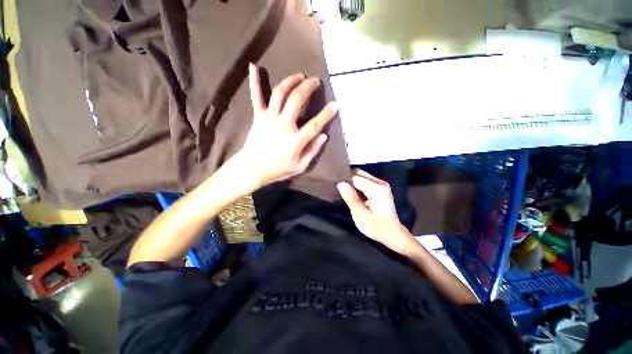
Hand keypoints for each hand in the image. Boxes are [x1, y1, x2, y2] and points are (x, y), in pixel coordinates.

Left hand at [235, 63, 337, 188]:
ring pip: (280, 93)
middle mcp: (283, 124)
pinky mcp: (258, 116)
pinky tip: (253, 66)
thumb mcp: (300, 166)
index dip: (327, 113)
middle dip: (308, 87)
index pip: (315, 124)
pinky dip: (255, 82)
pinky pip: (256, 97)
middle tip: (315, 80)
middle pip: (297, 100)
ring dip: (290, 81)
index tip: (335, 104)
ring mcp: (269, 118)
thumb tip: (324, 135)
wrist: (252, 168)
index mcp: (295, 139)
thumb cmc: (278, 169)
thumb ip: (313, 151)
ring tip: (299, 76)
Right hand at [337, 169, 415, 255]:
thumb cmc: (377, 227)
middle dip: (348, 180)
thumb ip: (351, 199)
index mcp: (377, 189)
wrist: (392, 233)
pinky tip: (352, 192)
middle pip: (359, 173)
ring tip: (345, 192)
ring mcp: (380, 183)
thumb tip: (341, 184)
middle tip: (340, 191)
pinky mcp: (379, 186)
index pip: (356, 177)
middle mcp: (380, 182)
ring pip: (360, 175)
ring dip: (352, 182)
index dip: (345, 182)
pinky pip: (363, 180)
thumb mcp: (361, 216)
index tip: (337, 189)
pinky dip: (356, 184)